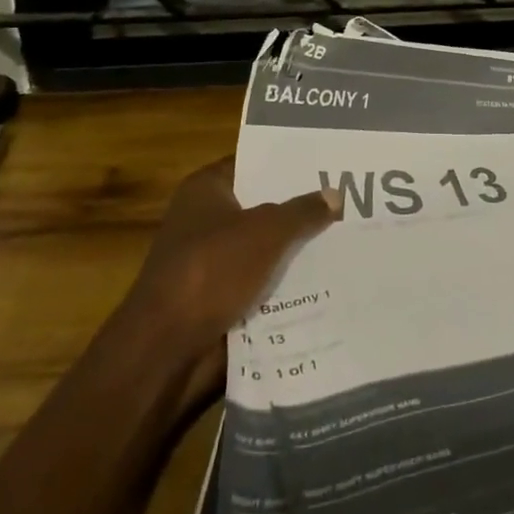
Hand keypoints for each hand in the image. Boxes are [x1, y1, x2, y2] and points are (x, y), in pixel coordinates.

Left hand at [119, 157, 339, 409]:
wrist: (165, 349)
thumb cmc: (211, 270)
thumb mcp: (266, 231)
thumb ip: (302, 211)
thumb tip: (335, 194)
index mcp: (206, 189)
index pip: (253, 163)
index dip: (289, 163)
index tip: (329, 163)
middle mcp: (205, 220)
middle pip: (262, 206)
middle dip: (300, 209)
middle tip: (349, 201)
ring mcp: (211, 262)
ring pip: (265, 248)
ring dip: (296, 251)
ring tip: (348, 240)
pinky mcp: (218, 300)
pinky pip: (261, 284)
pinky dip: (286, 286)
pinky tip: (327, 281)